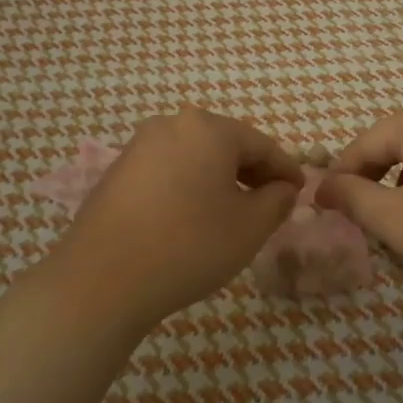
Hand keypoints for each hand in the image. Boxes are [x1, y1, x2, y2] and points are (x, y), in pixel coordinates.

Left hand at [46, 108, 302, 333]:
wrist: (102, 279)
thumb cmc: (188, 246)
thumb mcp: (249, 227)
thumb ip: (277, 201)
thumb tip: (282, 188)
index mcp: (209, 128)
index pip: (262, 144)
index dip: (286, 169)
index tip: (300, 192)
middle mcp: (173, 124)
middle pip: (226, 144)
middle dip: (252, 172)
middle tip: (271, 203)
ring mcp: (141, 144)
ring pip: (196, 156)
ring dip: (221, 178)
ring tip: (234, 212)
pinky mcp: (119, 169)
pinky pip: (169, 168)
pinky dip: (190, 184)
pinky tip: (194, 215)